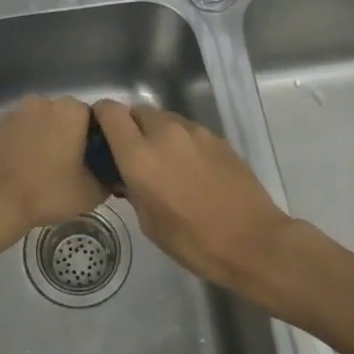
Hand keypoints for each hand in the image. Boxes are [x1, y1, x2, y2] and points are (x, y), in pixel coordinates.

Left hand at [0, 95, 106, 254]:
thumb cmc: (46, 193)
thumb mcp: (90, 194)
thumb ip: (107, 179)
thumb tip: (110, 176)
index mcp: (70, 111)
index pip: (93, 118)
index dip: (94, 140)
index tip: (92, 161)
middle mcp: (42, 102)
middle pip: (63, 117)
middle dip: (67, 136)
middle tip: (68, 167)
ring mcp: (13, 112)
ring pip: (36, 123)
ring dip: (41, 139)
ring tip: (40, 170)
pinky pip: (14, 133)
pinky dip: (18, 145)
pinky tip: (17, 170)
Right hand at [91, 99, 293, 292]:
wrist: (254, 241)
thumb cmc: (194, 241)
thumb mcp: (150, 223)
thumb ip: (133, 190)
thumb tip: (128, 177)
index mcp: (139, 156)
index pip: (110, 112)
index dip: (101, 116)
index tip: (100, 132)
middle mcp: (164, 134)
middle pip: (137, 111)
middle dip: (130, 126)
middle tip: (132, 153)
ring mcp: (194, 132)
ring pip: (164, 119)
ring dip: (156, 133)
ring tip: (164, 163)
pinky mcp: (217, 138)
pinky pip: (188, 131)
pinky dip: (181, 142)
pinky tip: (190, 169)